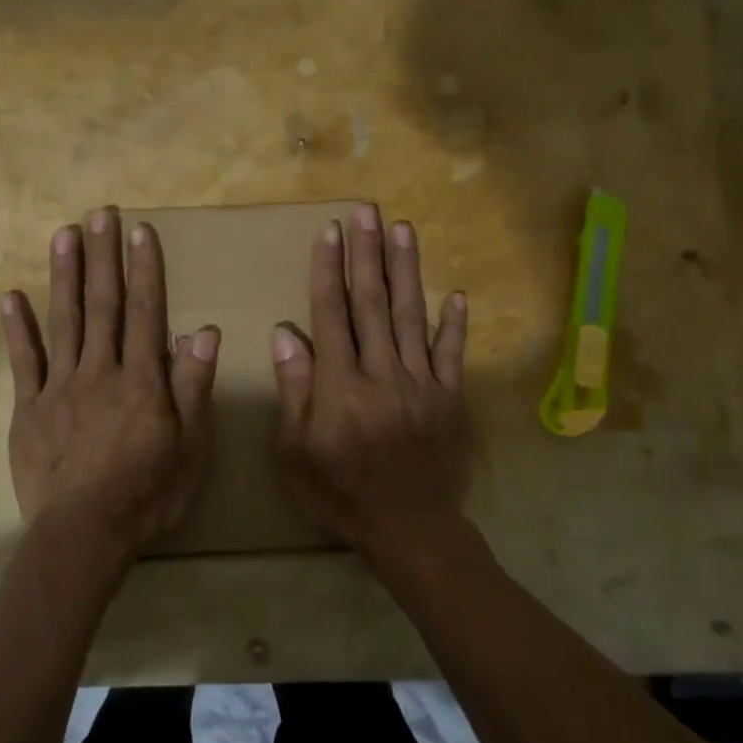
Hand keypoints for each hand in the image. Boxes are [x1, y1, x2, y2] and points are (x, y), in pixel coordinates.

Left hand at [1, 208, 219, 553]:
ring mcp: (59, 387)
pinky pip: (23, 363)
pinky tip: (10, 297)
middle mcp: (100, 371)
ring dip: (63, 276)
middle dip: (102, 257)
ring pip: (63, 322)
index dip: (143, 270)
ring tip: (63, 234)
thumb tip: (205, 331)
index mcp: (141, 380)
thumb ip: (193, 387)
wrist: (84, 533)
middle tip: (98, 213)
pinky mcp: (29, 409)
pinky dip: (16, 330)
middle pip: (102, 305)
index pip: (145, 313)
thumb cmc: (147, 493)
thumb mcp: (189, 447)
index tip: (139, 231)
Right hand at [270, 204, 472, 566]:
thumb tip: (286, 333)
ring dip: (406, 271)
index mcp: (340, 386)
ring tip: (403, 230)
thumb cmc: (340, 493)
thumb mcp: (295, 452)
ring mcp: (422, 383)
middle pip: (373, 303)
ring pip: (412, 316)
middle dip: (368, 253)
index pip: (332, 314)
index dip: (329, 270)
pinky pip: (452, 354)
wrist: (409, 530)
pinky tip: (455, 295)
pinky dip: (454, 324)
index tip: (330, 232)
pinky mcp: (450, 399)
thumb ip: (295, 390)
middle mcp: (382, 373)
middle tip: (367, 211)